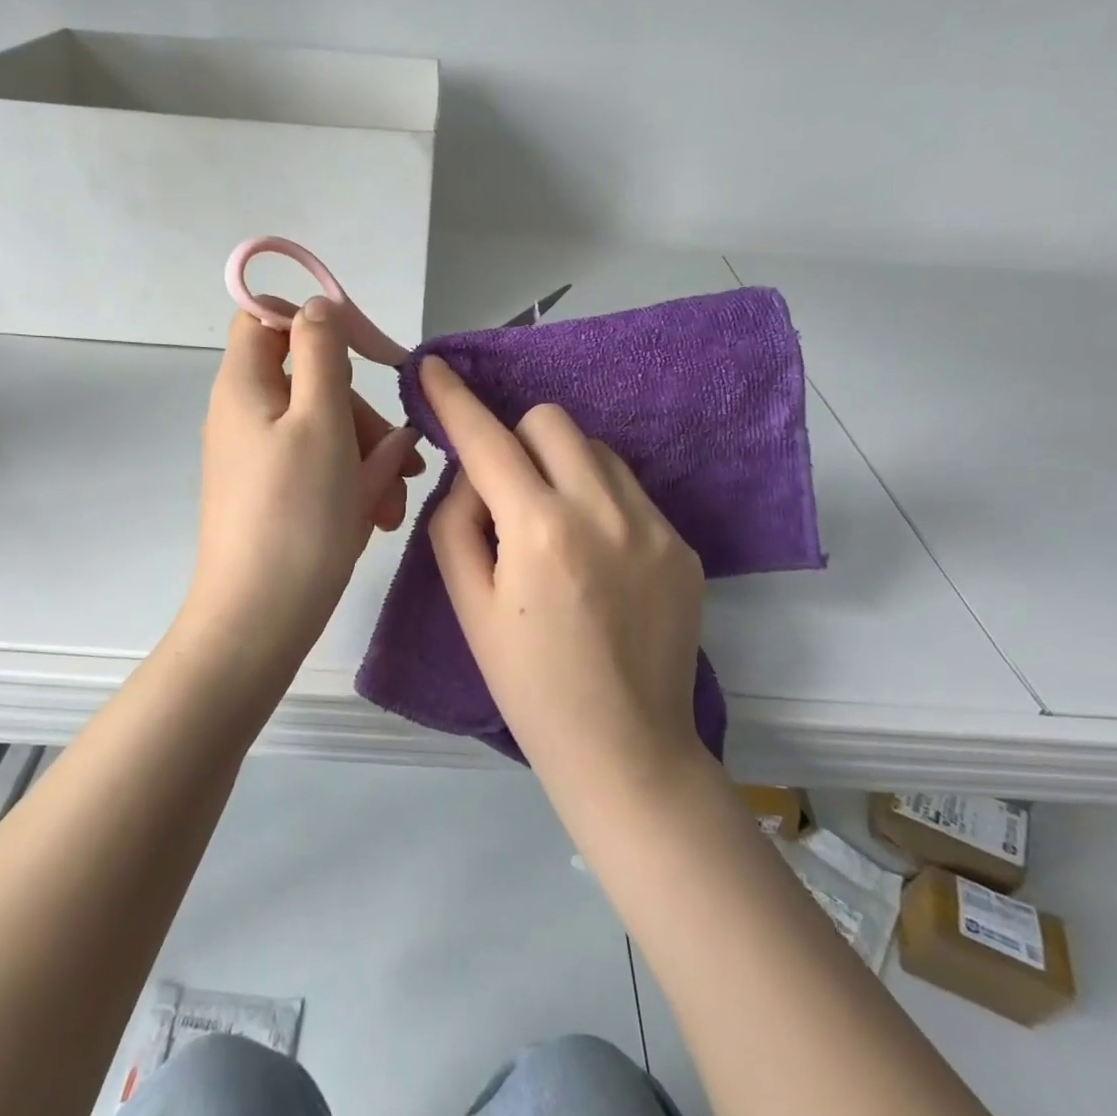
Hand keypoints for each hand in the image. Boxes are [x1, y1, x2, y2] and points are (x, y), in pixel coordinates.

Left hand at [179, 299, 423, 679]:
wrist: (260, 618)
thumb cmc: (295, 512)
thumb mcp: (321, 420)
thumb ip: (322, 353)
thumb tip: (318, 306)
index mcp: (246, 386)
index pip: (266, 319)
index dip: (316, 321)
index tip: (365, 351)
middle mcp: (247, 416)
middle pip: (313, 381)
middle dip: (362, 414)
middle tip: (397, 456)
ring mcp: (261, 458)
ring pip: (327, 430)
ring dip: (369, 456)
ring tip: (393, 503)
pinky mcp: (276, 495)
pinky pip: (320, 469)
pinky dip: (353, 483)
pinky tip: (377, 514)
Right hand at [418, 355, 706, 787]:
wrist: (625, 748)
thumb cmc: (530, 686)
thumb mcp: (470, 607)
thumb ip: (457, 524)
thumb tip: (474, 475)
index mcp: (540, 530)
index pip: (487, 440)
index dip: (454, 399)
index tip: (434, 367)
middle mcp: (603, 511)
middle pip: (552, 421)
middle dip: (517, 440)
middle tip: (507, 493)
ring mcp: (653, 524)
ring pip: (595, 449)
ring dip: (561, 466)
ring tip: (555, 527)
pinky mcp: (681, 543)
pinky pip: (628, 489)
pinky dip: (599, 499)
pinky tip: (598, 557)